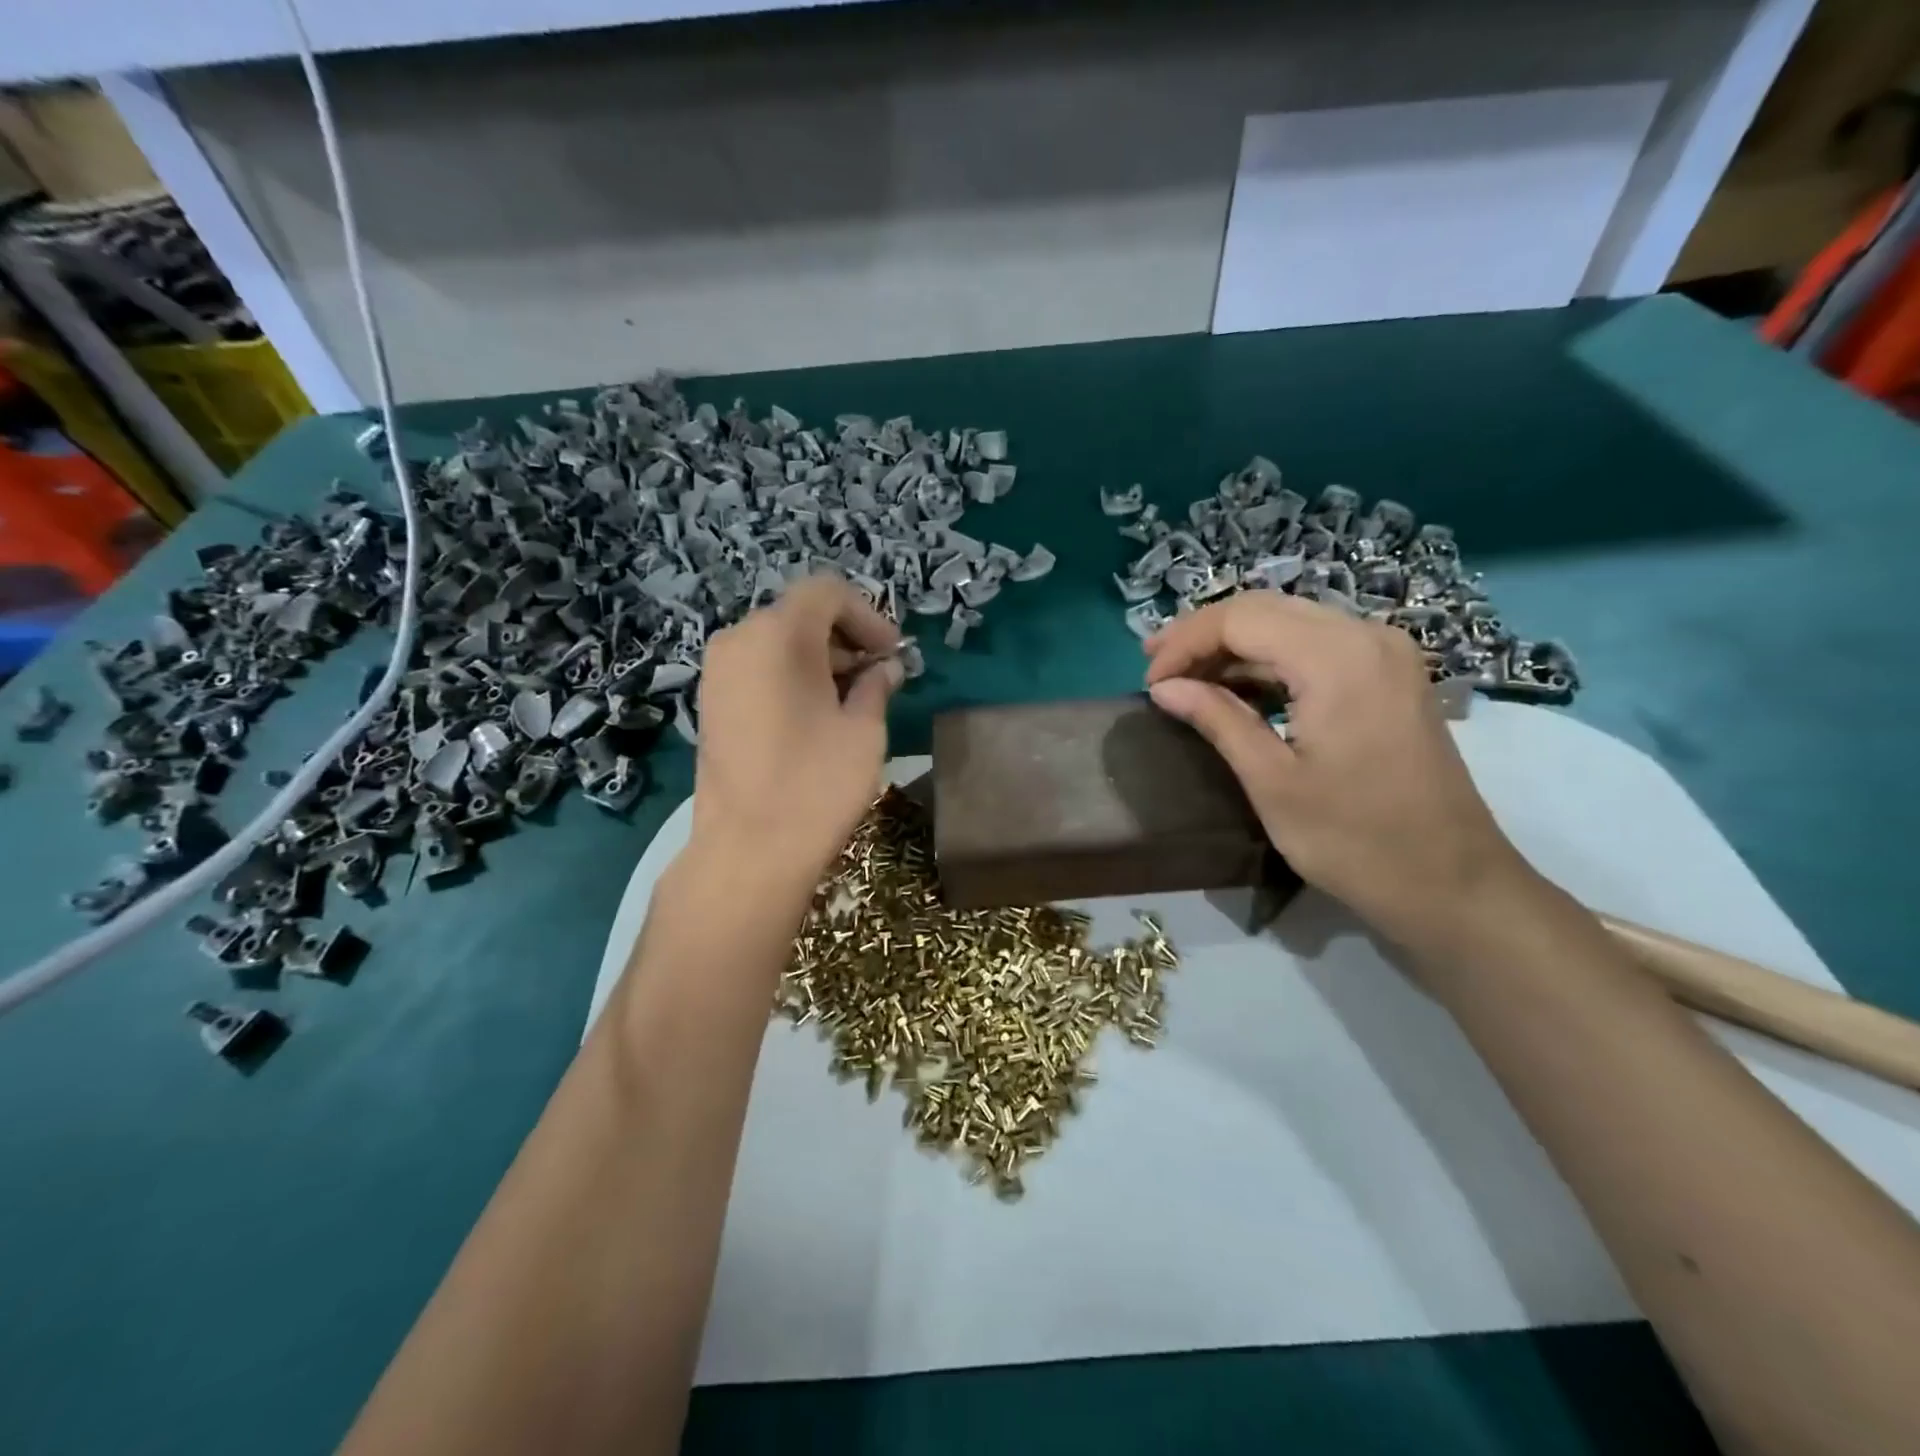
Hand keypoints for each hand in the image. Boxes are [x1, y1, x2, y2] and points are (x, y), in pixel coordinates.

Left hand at [690, 576, 904, 894]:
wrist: (748, 851)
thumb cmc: (816, 784)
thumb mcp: (864, 730)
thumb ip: (876, 686)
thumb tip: (884, 669)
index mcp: (777, 634)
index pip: (827, 592)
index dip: (868, 615)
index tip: (892, 655)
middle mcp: (738, 640)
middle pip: (800, 615)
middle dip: (846, 638)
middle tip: (879, 677)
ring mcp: (717, 672)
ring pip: (777, 642)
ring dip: (820, 659)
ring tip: (852, 699)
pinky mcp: (711, 703)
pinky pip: (757, 668)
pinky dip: (791, 676)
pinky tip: (815, 715)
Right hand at [1143, 592, 1529, 944]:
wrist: (1453, 883)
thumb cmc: (1355, 840)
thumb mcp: (1272, 781)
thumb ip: (1217, 719)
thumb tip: (1164, 688)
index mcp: (1336, 658)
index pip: (1241, 619)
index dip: (1185, 643)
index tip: (1149, 682)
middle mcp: (1366, 636)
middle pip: (1265, 609)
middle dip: (1204, 634)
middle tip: (1156, 667)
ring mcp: (1385, 653)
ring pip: (1290, 623)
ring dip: (1235, 646)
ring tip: (1187, 678)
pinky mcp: (1390, 675)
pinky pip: (1317, 645)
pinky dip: (1270, 660)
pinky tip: (1239, 689)